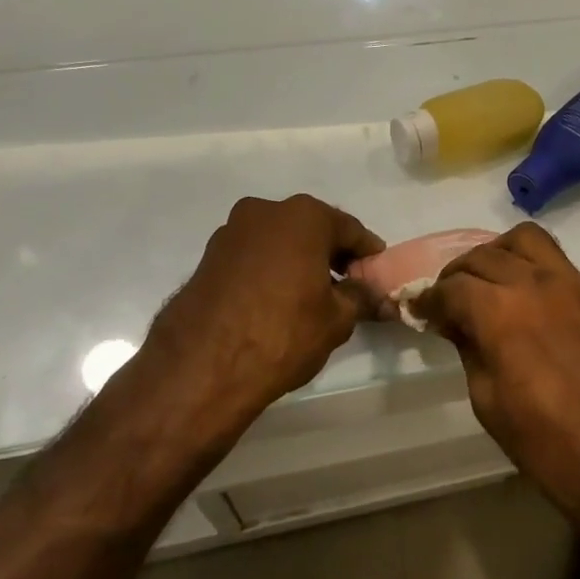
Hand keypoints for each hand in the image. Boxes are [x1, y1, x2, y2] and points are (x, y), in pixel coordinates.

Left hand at [137, 195, 383, 434]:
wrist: (202, 366)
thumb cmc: (283, 333)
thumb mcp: (336, 319)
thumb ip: (360, 298)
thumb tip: (377, 296)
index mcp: (304, 216)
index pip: (349, 229)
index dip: (367, 253)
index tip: (376, 273)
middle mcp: (266, 211)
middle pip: (311, 229)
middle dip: (330, 254)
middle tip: (347, 285)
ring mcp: (231, 232)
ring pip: (279, 241)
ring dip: (297, 260)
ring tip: (309, 297)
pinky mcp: (207, 257)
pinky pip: (252, 257)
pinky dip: (269, 270)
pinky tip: (276, 301)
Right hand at [412, 224, 579, 520]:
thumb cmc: (552, 446)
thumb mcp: (491, 404)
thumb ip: (472, 351)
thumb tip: (459, 325)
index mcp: (500, 313)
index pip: (452, 288)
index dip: (429, 299)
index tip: (420, 310)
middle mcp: (533, 283)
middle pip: (483, 257)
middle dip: (457, 275)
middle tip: (447, 299)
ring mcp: (571, 283)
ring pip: (523, 240)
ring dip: (496, 253)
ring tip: (487, 282)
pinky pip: (554, 258)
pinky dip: (528, 262)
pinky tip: (523, 293)